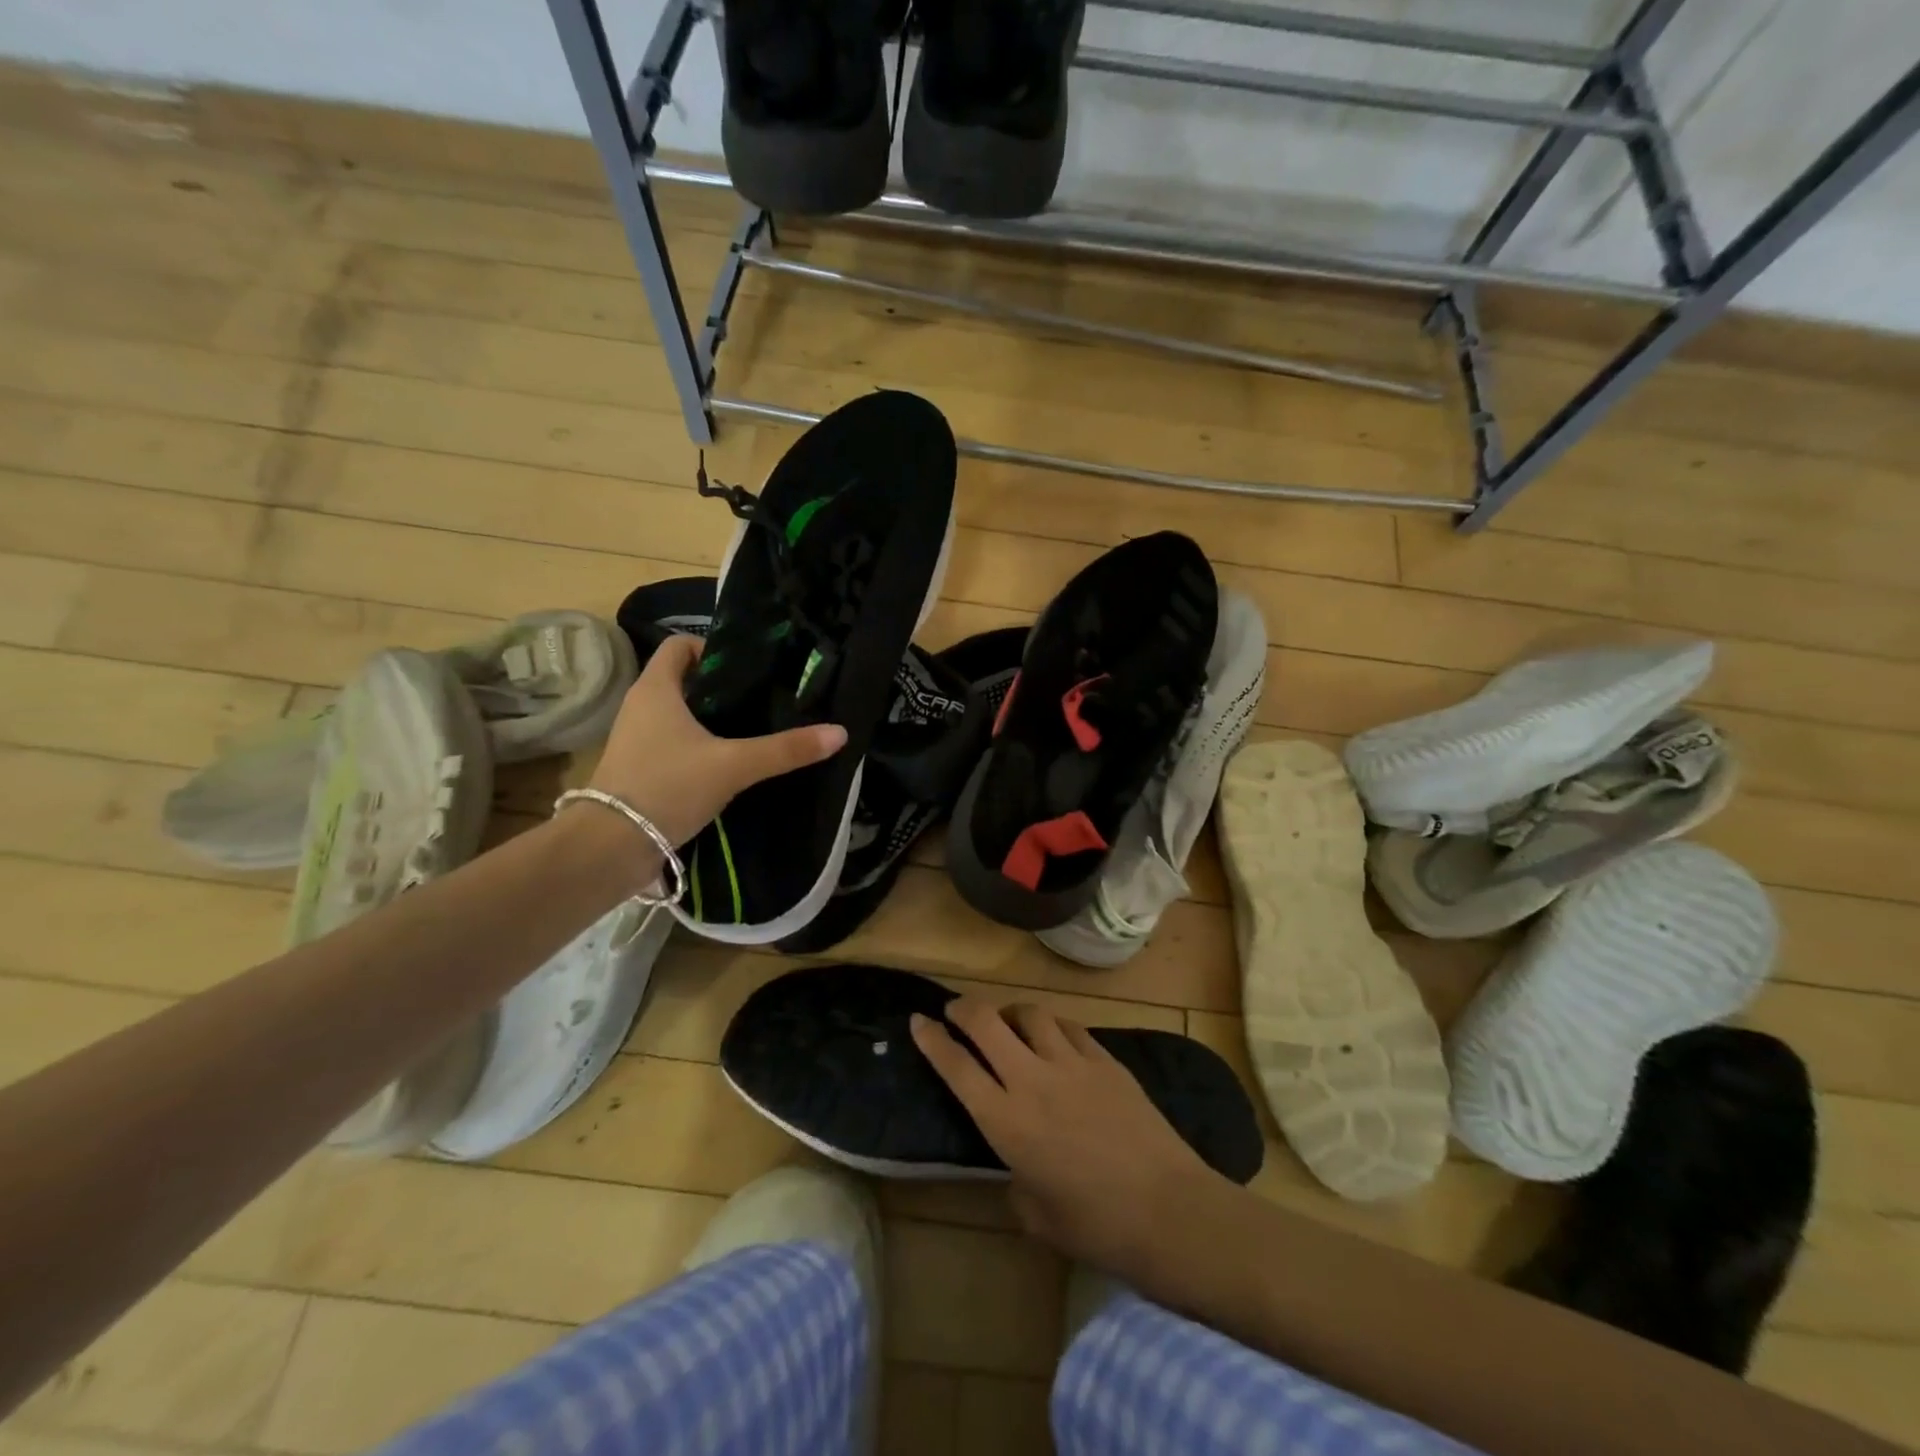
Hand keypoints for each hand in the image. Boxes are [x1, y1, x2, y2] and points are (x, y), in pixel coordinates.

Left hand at [586, 634, 846, 846]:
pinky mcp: (639, 769)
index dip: (713, 648)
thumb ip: (785, 750)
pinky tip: (729, 766)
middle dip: (722, 688)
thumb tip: (840, 733)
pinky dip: (699, 747)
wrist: (612, 847)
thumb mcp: (735, 765)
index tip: (749, 669)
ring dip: (711, 720)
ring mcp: (636, 740)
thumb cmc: (668, 786)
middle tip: (763, 700)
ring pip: (680, 715)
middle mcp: (641, 706)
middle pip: (684, 680)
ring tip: (752, 732)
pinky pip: (674, 745)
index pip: (680, 645)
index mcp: (656, 689)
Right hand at [911, 998, 1229, 1275]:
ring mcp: (1071, 1063)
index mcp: (1006, 1122)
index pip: (956, 1066)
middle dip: (963, 1008)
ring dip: (1011, 1013)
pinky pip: (1069, 1026)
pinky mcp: (1105, 1059)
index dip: (931, 1039)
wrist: (1168, 1211)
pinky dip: (1052, 1026)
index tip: (918, 1021)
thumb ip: (1015, 1181)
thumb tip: (1017, 1165)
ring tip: (1010, 1025)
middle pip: (986, 1021)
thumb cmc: (1095, 1226)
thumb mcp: (1035, 1216)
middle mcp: (1032, 1080)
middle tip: (955, 1010)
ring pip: (1030, 1013)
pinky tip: (1054, 1038)